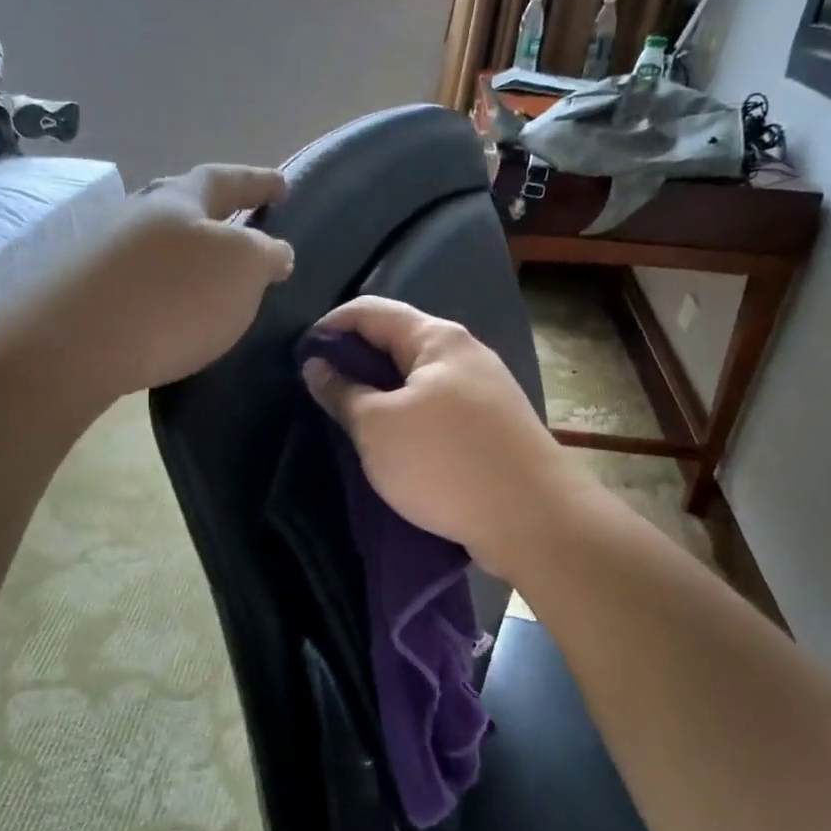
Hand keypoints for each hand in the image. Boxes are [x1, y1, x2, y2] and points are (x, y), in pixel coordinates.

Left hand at [68, 164, 292, 393]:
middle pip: (181, 204)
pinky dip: (161, 286)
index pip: (226, 179)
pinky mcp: (85, 292)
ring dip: (185, 252)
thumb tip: (275, 251)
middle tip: (239, 225)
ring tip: (208, 276)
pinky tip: (168, 309)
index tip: (283, 186)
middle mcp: (137, 215)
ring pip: (156, 243)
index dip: (258, 181)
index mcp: (179, 200)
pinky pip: (137, 279)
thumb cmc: (174, 296)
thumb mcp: (242, 269)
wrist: (78, 343)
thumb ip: (265, 254)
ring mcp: (104, 252)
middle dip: (214, 213)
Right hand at [303, 296, 585, 578]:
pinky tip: (393, 443)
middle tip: (320, 392)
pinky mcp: (493, 426)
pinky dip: (408, 417)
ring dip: (382, 394)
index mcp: (437, 339)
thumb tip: (316, 364)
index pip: (371, 310)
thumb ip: (343, 392)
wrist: (532, 519)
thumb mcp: (378, 427)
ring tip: (350, 420)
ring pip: (418, 379)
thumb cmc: (445, 463)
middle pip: (397, 342)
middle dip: (355, 362)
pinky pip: (438, 408)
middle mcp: (465, 354)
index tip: (299, 356)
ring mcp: (485, 391)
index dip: (329, 326)